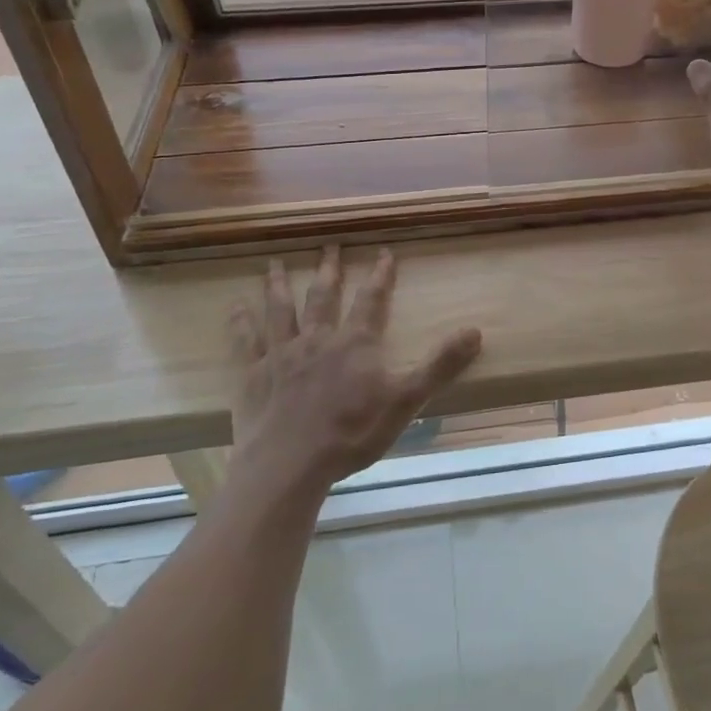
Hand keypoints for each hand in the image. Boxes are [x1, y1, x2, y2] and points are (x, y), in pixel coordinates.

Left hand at [230, 248, 482, 487]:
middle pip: (323, 295)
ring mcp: (282, 354)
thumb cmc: (351, 433)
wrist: (289, 465)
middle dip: (329, 268)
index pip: (372, 299)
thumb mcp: (406, 400)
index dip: (380, 275)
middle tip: (328, 244)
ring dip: (279, 284)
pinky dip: (240, 321)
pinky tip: (235, 305)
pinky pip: (245, 340)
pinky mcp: (253, 374)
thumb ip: (440, 365)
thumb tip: (475, 331)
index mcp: (355, 343)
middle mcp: (317, 338)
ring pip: (281, 309)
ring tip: (275, 261)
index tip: (384, 252)